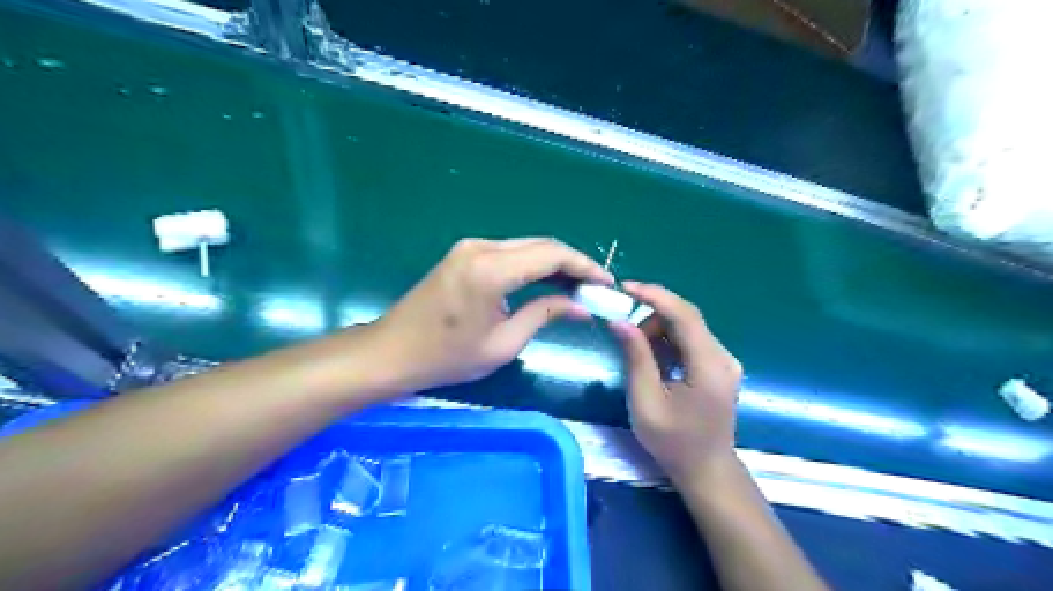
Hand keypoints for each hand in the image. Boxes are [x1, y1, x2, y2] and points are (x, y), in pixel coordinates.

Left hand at [373, 240, 614, 396]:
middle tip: (596, 287)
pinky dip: (533, 265)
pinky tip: (547, 282)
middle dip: (572, 264)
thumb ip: (543, 314)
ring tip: (577, 287)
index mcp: (491, 270)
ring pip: (526, 247)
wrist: (392, 352)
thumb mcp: (503, 343)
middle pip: (541, 245)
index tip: (606, 282)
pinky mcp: (464, 254)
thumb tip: (580, 306)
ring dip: (554, 263)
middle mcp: (481, 247)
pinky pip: (509, 253)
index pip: (552, 254)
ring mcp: (470, 247)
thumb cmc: (447, 357)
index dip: (584, 266)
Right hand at [604, 285, 743, 485]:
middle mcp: (723, 356)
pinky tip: (655, 361)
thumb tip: (619, 321)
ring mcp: (724, 360)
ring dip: (659, 330)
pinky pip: (691, 340)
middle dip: (652, 316)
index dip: (654, 296)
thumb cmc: (673, 442)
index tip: (624, 287)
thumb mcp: (646, 401)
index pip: (684, 315)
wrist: (706, 470)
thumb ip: (636, 357)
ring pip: (687, 326)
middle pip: (686, 317)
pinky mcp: (719, 366)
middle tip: (625, 332)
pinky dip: (668, 341)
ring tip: (639, 353)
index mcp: (709, 366)